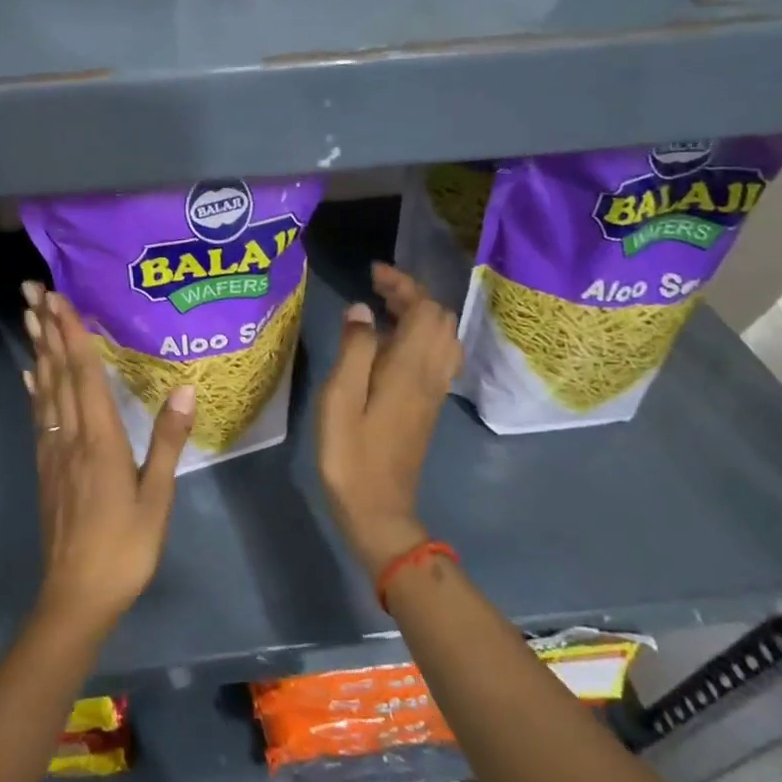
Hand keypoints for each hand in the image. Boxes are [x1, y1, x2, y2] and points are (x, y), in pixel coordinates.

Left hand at [22, 282, 195, 637]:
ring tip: (29, 317)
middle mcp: (70, 435)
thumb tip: (184, 388)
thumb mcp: (157, 497)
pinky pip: (39, 416)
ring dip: (37, 350)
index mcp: (100, 439)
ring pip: (43, 389)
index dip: (72, 334)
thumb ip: (168, 441)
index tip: (58, 298)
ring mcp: (53, 451)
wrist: (76, 595)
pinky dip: (34, 389)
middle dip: (47, 329)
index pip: (84, 374)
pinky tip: (30, 375)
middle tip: (32, 290)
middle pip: (57, 372)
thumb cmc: (125, 547)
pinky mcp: (45, 467)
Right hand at [317, 263, 462, 577]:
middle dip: (412, 294)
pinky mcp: (428, 406)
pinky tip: (390, 345)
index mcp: (409, 367)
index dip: (403, 284)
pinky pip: (437, 356)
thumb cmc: (350, 454)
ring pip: (443, 337)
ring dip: (419, 314)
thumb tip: (361, 310)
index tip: (373, 272)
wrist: (378, 509)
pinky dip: (420, 336)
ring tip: (382, 310)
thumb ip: (353, 350)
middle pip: (439, 318)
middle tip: (375, 290)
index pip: (423, 308)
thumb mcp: (339, 399)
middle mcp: (430, 373)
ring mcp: (433, 391)